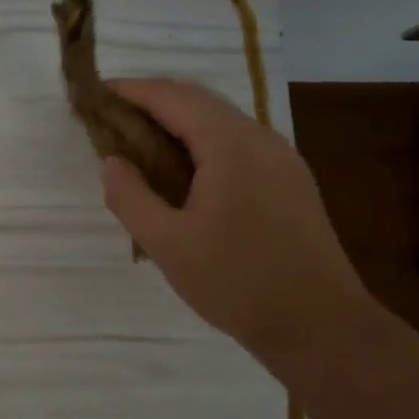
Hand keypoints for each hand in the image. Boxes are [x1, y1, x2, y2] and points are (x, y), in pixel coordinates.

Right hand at [97, 79, 375, 370]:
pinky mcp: (291, 182)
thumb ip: (130, 197)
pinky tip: (186, 177)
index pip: (173, 96)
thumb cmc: (237, 282)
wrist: (321, 327)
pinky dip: (203, 145)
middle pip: (199, 101)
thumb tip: (112, 162)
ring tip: (142, 149)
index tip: (97, 96)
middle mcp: (261, 139)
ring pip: (221, 123)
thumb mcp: (167, 244)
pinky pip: (239, 146)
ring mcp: (282, 159)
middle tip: (113, 123)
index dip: (132, 91)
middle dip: (153, 104)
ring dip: (179, 124)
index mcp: (230, 145)